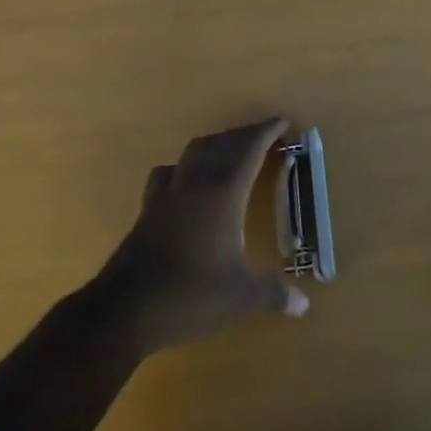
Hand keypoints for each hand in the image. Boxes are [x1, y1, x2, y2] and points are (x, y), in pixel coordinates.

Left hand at [101, 117, 309, 355]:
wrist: (126, 308)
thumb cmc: (190, 294)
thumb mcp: (239, 297)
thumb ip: (273, 294)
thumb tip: (304, 305)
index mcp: (224, 192)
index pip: (250, 149)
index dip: (267, 132)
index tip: (283, 122)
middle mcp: (197, 181)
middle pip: (224, 143)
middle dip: (246, 135)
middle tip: (265, 137)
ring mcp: (170, 191)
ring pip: (196, 150)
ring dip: (217, 143)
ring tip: (231, 150)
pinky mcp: (149, 206)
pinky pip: (169, 171)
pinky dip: (185, 166)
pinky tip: (186, 178)